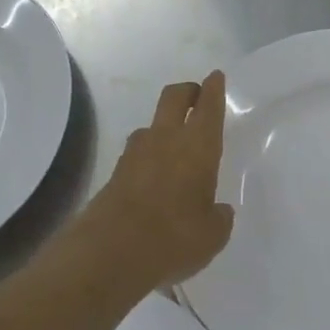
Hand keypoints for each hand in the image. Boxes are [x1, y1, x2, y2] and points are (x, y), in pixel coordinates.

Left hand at [65, 72, 233, 297]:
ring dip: (164, 125)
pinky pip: (137, 153)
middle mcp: (166, 139)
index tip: (215, 77)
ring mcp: (135, 153)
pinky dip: (148, 155)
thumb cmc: (174, 237)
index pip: (208, 107)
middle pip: (174, 97)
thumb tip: (218, 211)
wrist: (110, 252)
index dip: (214, 89)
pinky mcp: (115, 173)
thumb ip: (219, 218)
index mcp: (198, 146)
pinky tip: (154, 177)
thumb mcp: (212, 235)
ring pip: (151, 124)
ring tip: (174, 144)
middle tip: (196, 95)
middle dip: (187, 91)